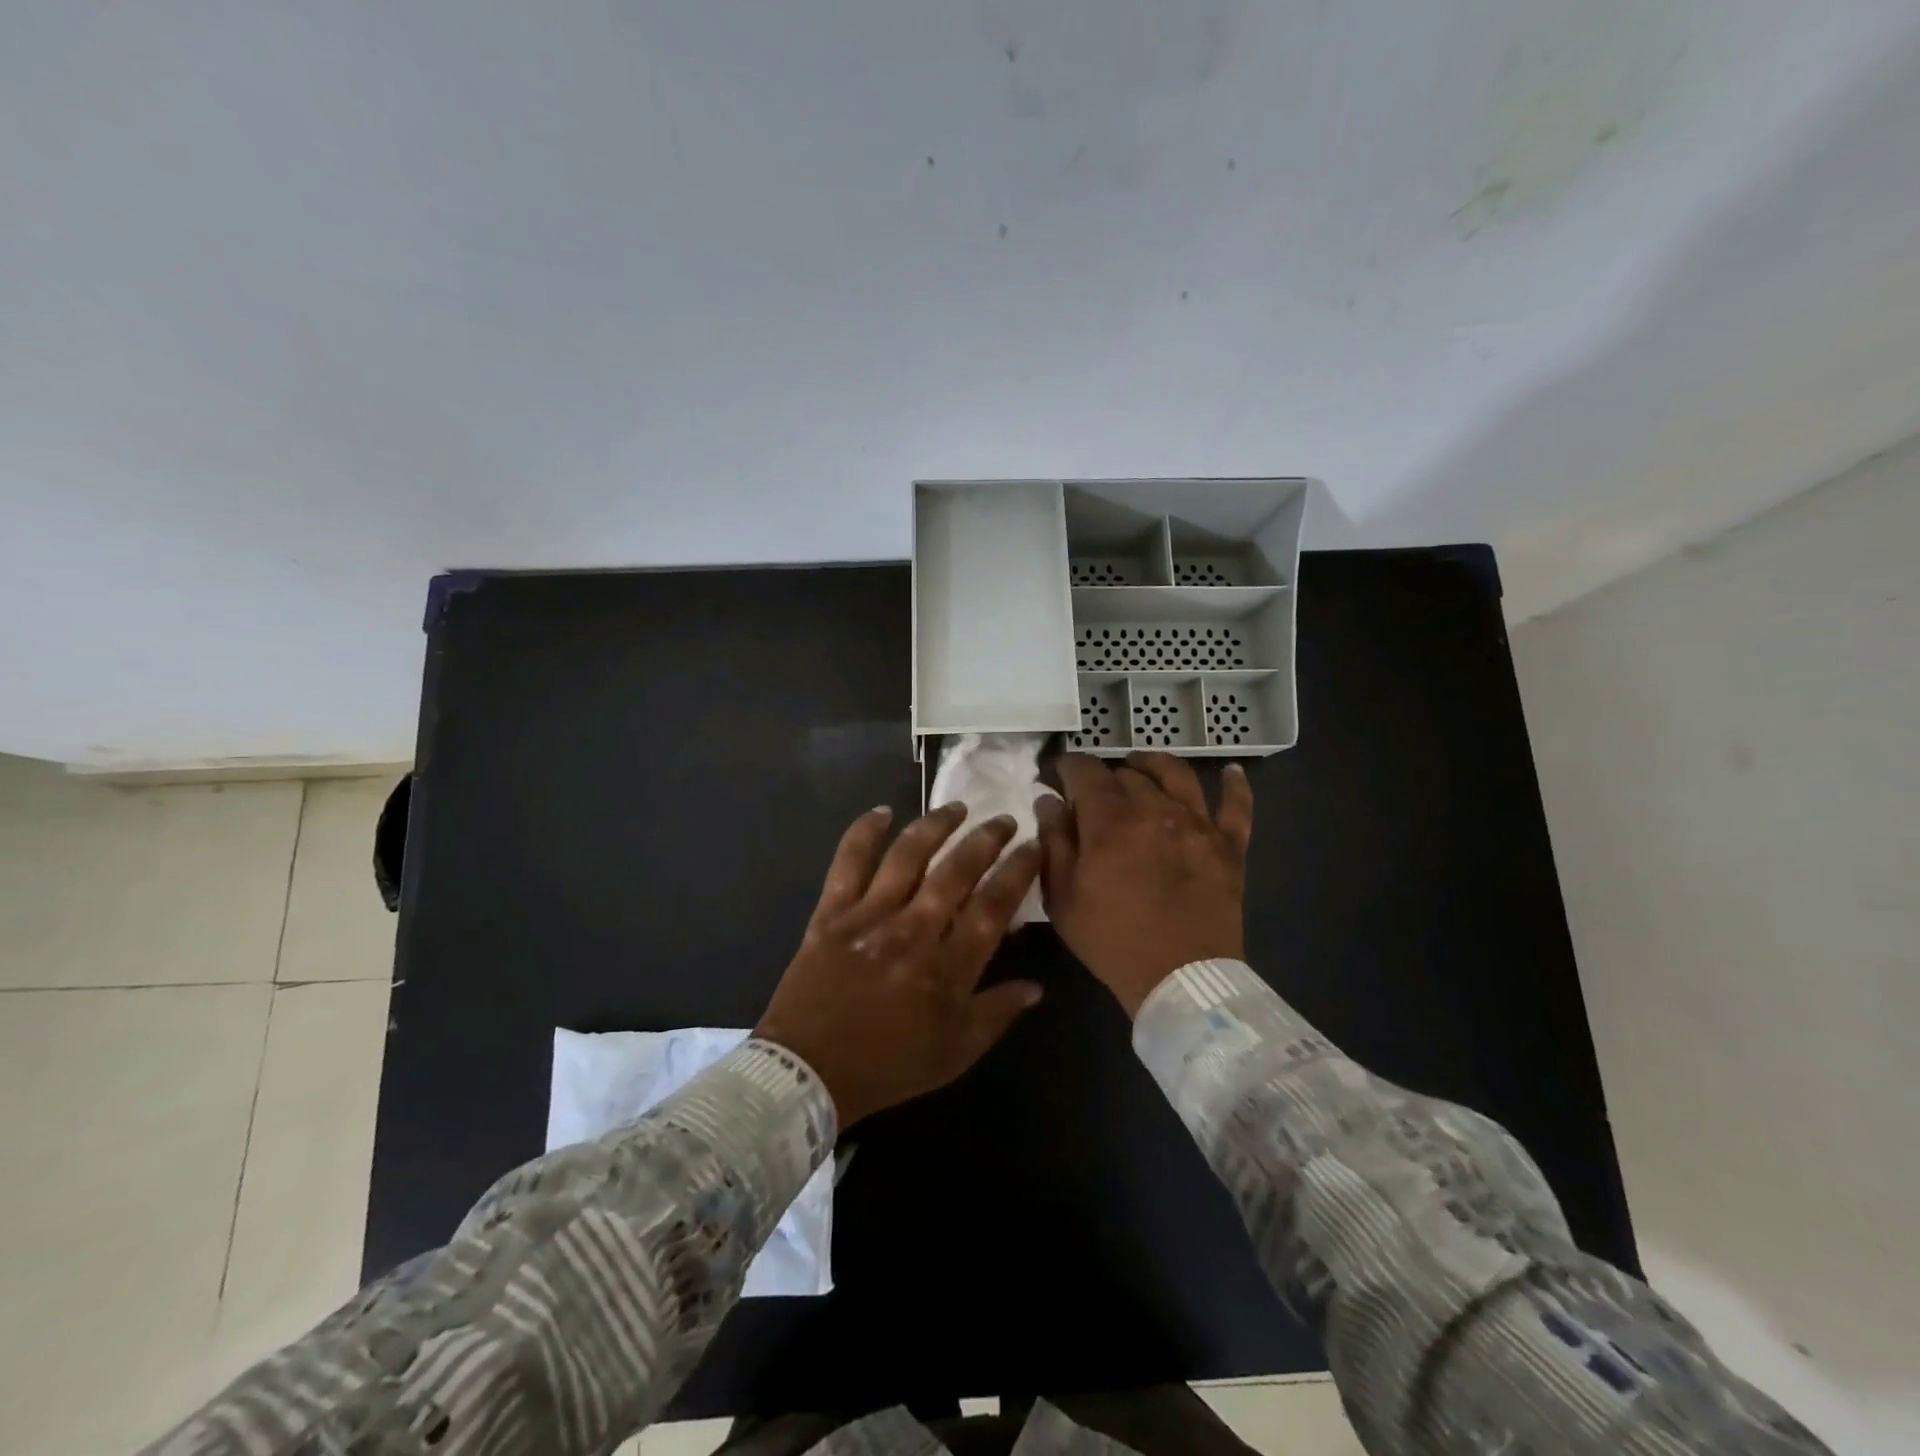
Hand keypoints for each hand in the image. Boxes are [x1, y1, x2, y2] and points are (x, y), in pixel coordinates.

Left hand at [754, 803, 1044, 1127]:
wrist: (807, 1073)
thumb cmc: (888, 1067)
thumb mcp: (955, 1054)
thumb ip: (997, 1014)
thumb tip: (1036, 986)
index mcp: (947, 967)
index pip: (993, 906)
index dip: (1018, 871)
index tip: (1034, 846)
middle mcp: (913, 931)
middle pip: (956, 872)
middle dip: (986, 839)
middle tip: (1003, 819)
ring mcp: (869, 917)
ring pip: (908, 856)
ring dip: (935, 826)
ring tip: (956, 807)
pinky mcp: (832, 913)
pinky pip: (848, 863)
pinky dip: (863, 833)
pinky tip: (881, 812)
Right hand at [1036, 752, 1253, 1016]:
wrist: (1180, 979)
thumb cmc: (1112, 940)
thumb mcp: (1063, 896)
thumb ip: (1054, 841)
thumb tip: (1048, 799)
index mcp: (1110, 820)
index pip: (1084, 771)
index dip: (1066, 768)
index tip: (1057, 776)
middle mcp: (1156, 808)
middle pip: (1127, 773)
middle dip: (1104, 776)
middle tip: (1093, 794)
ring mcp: (1198, 824)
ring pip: (1177, 774)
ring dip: (1153, 765)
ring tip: (1140, 766)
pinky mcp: (1229, 845)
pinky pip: (1237, 806)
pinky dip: (1234, 786)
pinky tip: (1231, 772)